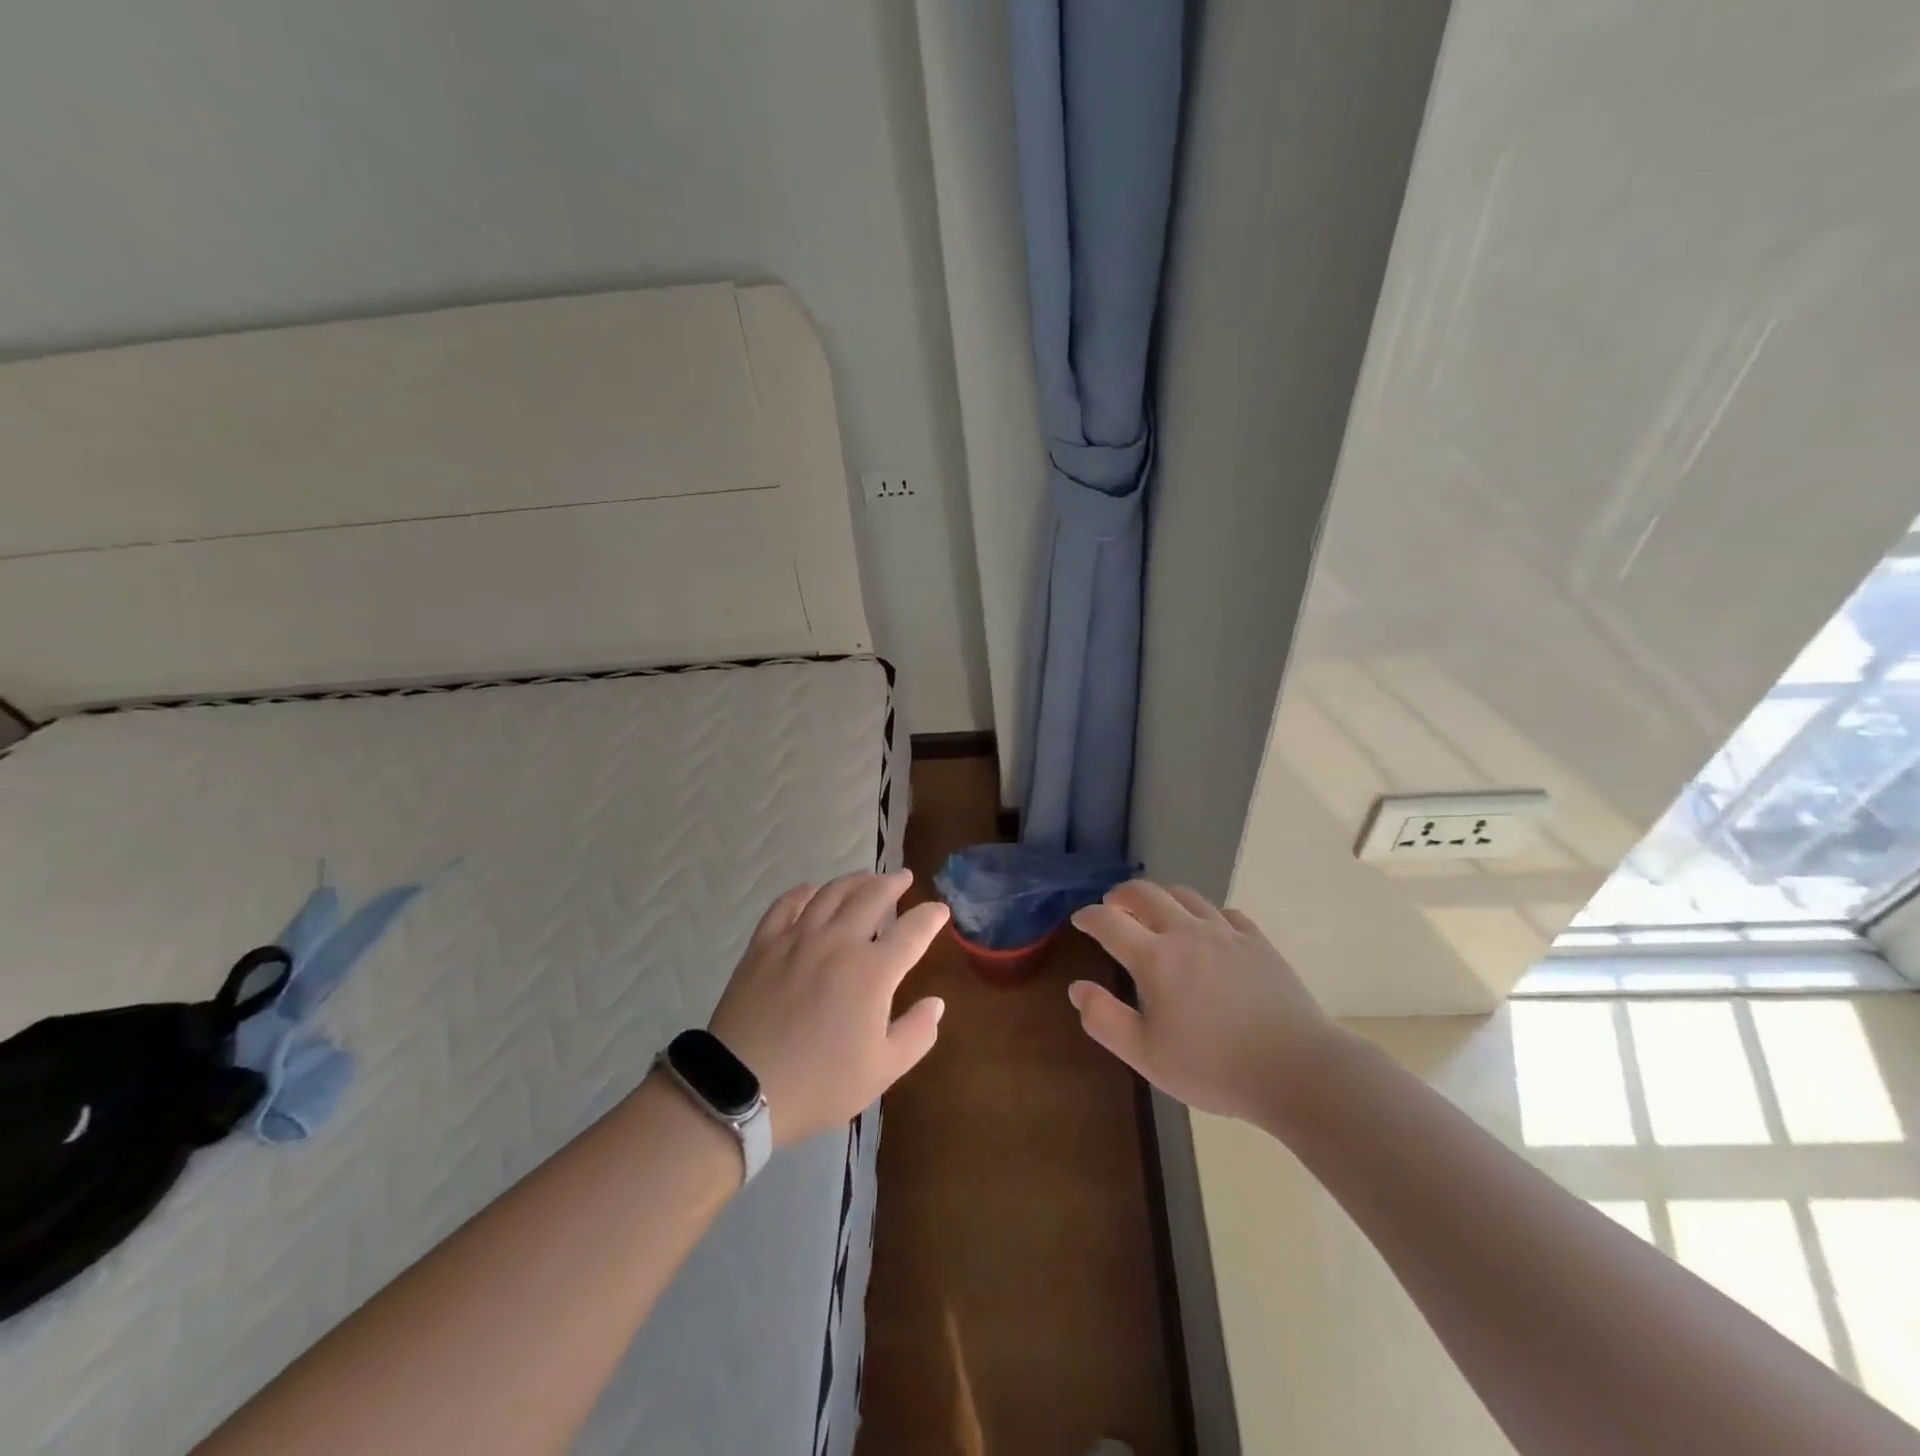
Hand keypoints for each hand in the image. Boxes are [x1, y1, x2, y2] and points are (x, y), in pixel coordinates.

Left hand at [707, 871, 948, 1148]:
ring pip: (831, 894)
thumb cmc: (819, 1083)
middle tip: (903, 878)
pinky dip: (802, 893)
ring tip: (865, 878)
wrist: (742, 1088)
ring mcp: (798, 939)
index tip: (940, 910)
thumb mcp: (882, 1070)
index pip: (912, 931)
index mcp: (873, 971)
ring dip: (853, 881)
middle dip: (893, 884)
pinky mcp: (764, 945)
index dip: (931, 917)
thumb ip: (916, 1033)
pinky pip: (785, 905)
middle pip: (871, 897)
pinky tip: (810, 891)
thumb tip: (936, 1003)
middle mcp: (838, 942)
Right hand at [1068, 881, 1345, 1126]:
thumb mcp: (1147, 1056)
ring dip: (1161, 898)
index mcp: (1155, 959)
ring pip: (1185, 895)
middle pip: (1145, 893)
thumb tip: (1077, 988)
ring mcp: (1226, 933)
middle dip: (1121, 895)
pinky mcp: (1257, 941)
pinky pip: (1224, 912)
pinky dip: (1204, 914)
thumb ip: (1105, 1020)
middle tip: (1112, 906)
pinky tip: (1207, 931)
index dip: (1088, 917)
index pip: (1109, 922)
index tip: (1080, 920)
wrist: (1297, 1070)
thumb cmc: (1214, 1068)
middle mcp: (1187, 933)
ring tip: (1155, 913)